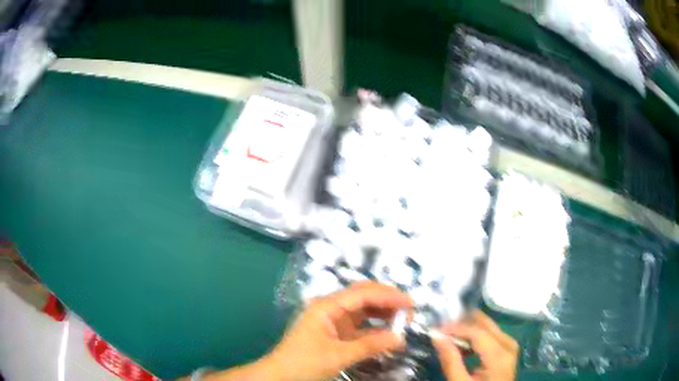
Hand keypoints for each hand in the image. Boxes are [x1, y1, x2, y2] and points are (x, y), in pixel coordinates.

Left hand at [264, 281, 413, 380]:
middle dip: (387, 300)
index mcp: (327, 306)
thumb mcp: (338, 356)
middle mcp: (331, 307)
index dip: (389, 296)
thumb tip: (400, 338)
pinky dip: (375, 328)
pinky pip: (360, 326)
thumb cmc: (304, 362)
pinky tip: (388, 334)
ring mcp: (333, 320)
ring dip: (383, 313)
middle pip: (363, 296)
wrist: (280, 375)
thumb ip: (369, 345)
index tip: (411, 304)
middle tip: (409, 311)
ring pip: (363, 310)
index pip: (363, 293)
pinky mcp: (336, 332)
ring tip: (403, 321)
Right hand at [432, 311, 518, 380]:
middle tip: (443, 324)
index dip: (457, 328)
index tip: (437, 329)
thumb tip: (437, 336)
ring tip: (451, 334)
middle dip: (465, 322)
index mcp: (500, 356)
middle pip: (487, 326)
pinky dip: (478, 336)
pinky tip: (465, 344)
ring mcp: (511, 348)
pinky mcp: (507, 352)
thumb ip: (450, 361)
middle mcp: (509, 347)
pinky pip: (493, 336)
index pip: (478, 333)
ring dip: (471, 328)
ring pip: (490, 328)